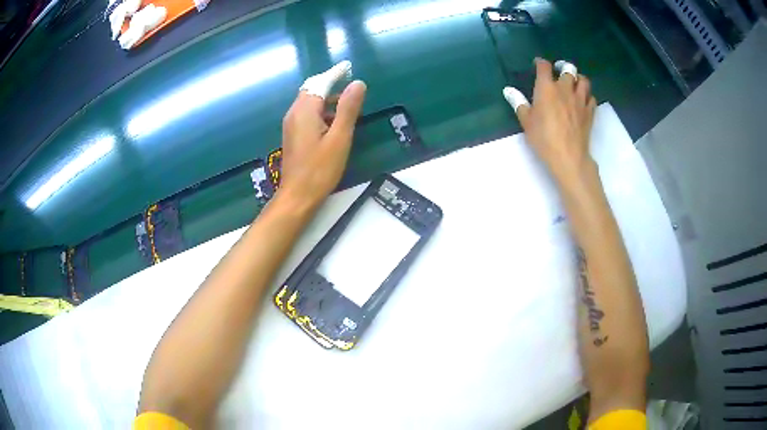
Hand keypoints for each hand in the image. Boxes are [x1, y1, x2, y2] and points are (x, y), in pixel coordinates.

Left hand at [279, 79, 366, 208]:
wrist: (297, 196)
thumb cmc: (320, 169)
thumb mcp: (340, 138)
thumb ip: (348, 109)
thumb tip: (357, 84)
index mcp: (305, 110)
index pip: (321, 83)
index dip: (335, 73)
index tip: (348, 66)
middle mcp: (294, 113)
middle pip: (311, 89)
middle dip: (329, 82)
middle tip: (347, 79)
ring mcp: (291, 124)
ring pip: (309, 102)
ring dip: (326, 97)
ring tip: (347, 101)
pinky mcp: (293, 135)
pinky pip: (307, 113)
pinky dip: (321, 110)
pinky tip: (334, 120)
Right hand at [507, 58, 596, 185]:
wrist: (568, 156)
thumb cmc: (544, 138)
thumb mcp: (526, 121)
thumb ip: (519, 103)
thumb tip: (509, 90)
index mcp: (546, 88)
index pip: (544, 66)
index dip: (541, 63)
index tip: (538, 65)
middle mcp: (564, 89)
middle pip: (568, 69)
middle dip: (563, 67)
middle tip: (559, 71)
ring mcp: (580, 100)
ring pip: (583, 80)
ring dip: (578, 78)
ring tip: (574, 83)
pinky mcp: (590, 112)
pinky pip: (591, 97)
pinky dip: (587, 96)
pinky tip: (583, 100)